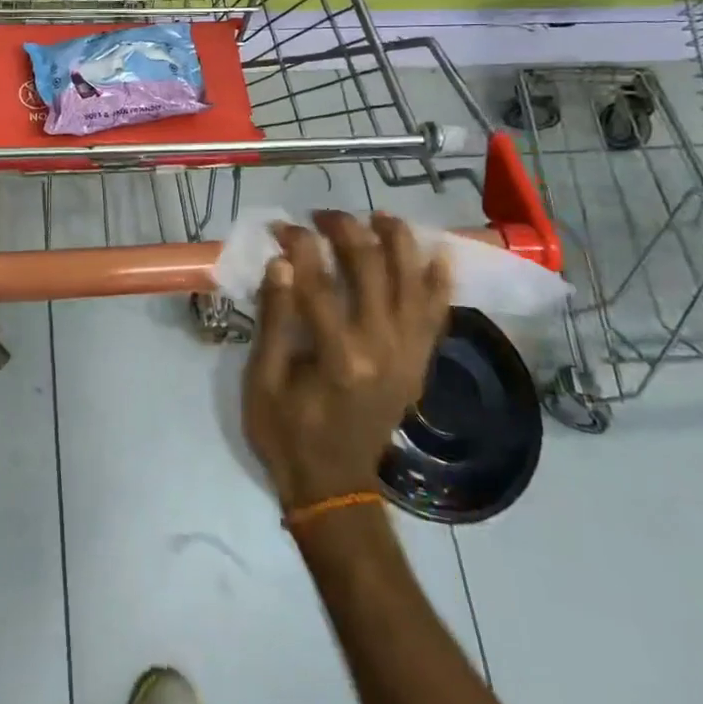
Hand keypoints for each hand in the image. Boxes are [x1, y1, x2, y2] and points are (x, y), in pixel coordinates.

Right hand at [242, 211, 452, 509]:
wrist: (333, 487)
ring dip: (398, 243)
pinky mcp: (419, 364)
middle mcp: (382, 348)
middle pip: (370, 268)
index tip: (280, 227)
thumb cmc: (286, 433)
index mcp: (338, 355)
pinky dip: (440, 283)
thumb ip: (274, 320)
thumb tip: (282, 263)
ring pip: (412, 282)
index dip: (298, 245)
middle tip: (322, 216)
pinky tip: (438, 254)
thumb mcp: (262, 380)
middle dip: (346, 231)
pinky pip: (437, 315)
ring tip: (379, 217)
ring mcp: (408, 355)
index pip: (318, 280)